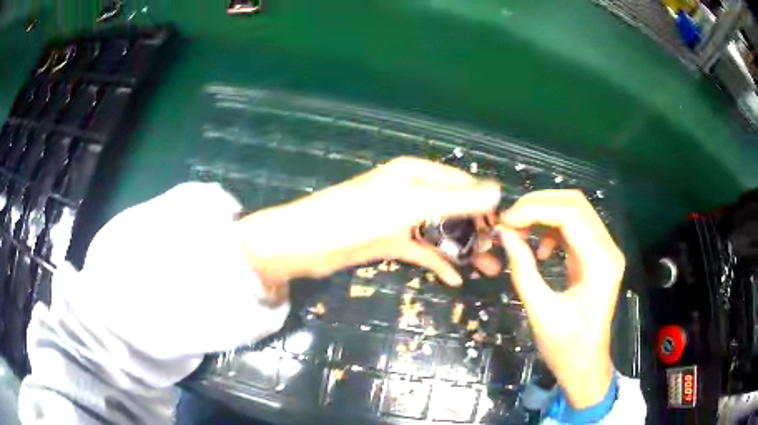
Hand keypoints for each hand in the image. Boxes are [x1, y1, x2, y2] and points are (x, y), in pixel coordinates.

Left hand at [234, 156, 502, 300]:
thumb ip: (455, 199)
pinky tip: (454, 280)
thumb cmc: (357, 216)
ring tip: (486, 271)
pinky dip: (437, 263)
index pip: (463, 185)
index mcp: (416, 175)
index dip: (485, 206)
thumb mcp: (410, 203)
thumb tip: (498, 191)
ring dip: (462, 250)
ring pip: (441, 232)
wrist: (306, 244)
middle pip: (454, 210)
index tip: (506, 231)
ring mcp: (400, 219)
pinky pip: (421, 251)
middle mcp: (411, 192)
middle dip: (477, 232)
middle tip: (498, 258)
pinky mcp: (389, 242)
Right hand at [497, 190, 624, 408]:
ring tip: (520, 232)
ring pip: (575, 211)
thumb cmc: (565, 347)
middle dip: (539, 205)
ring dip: (544, 215)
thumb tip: (504, 233)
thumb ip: (523, 269)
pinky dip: (553, 229)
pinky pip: (575, 228)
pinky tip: (542, 250)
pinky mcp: (597, 256)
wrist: (585, 364)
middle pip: (576, 204)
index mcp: (601, 263)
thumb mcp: (540, 311)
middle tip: (510, 220)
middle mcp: (609, 249)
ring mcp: (605, 250)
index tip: (506, 220)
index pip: (571, 215)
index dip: (536, 210)